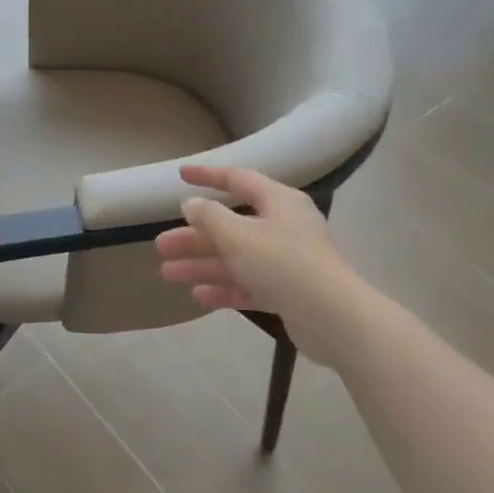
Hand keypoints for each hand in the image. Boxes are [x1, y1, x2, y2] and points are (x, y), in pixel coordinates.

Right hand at [154, 164, 374, 366]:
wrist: (332, 317)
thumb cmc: (282, 263)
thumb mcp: (238, 235)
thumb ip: (209, 217)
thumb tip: (191, 204)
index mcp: (279, 202)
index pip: (238, 179)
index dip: (207, 176)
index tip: (180, 175)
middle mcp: (284, 227)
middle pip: (231, 225)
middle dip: (194, 236)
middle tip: (161, 245)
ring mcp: (286, 261)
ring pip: (236, 258)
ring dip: (202, 264)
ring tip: (168, 274)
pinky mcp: (287, 291)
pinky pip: (249, 285)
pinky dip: (224, 288)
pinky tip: (198, 296)